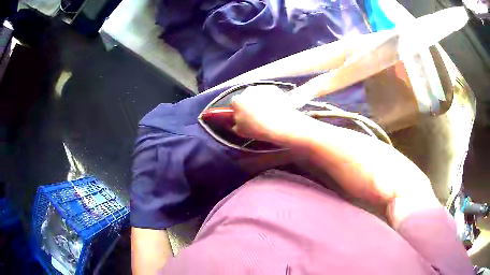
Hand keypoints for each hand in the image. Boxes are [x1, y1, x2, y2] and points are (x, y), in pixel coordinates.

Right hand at [231, 85, 302, 142]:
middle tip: (257, 115)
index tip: (245, 116)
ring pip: (259, 93)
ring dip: (261, 100)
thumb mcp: (241, 132)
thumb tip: (237, 124)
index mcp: (237, 101)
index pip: (235, 103)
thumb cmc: (259, 129)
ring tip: (268, 112)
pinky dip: (272, 98)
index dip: (239, 110)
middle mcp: (248, 91)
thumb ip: (236, 125)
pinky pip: (270, 93)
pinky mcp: (274, 88)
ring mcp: (262, 88)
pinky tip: (276, 108)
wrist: (281, 124)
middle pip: (247, 96)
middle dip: (250, 103)